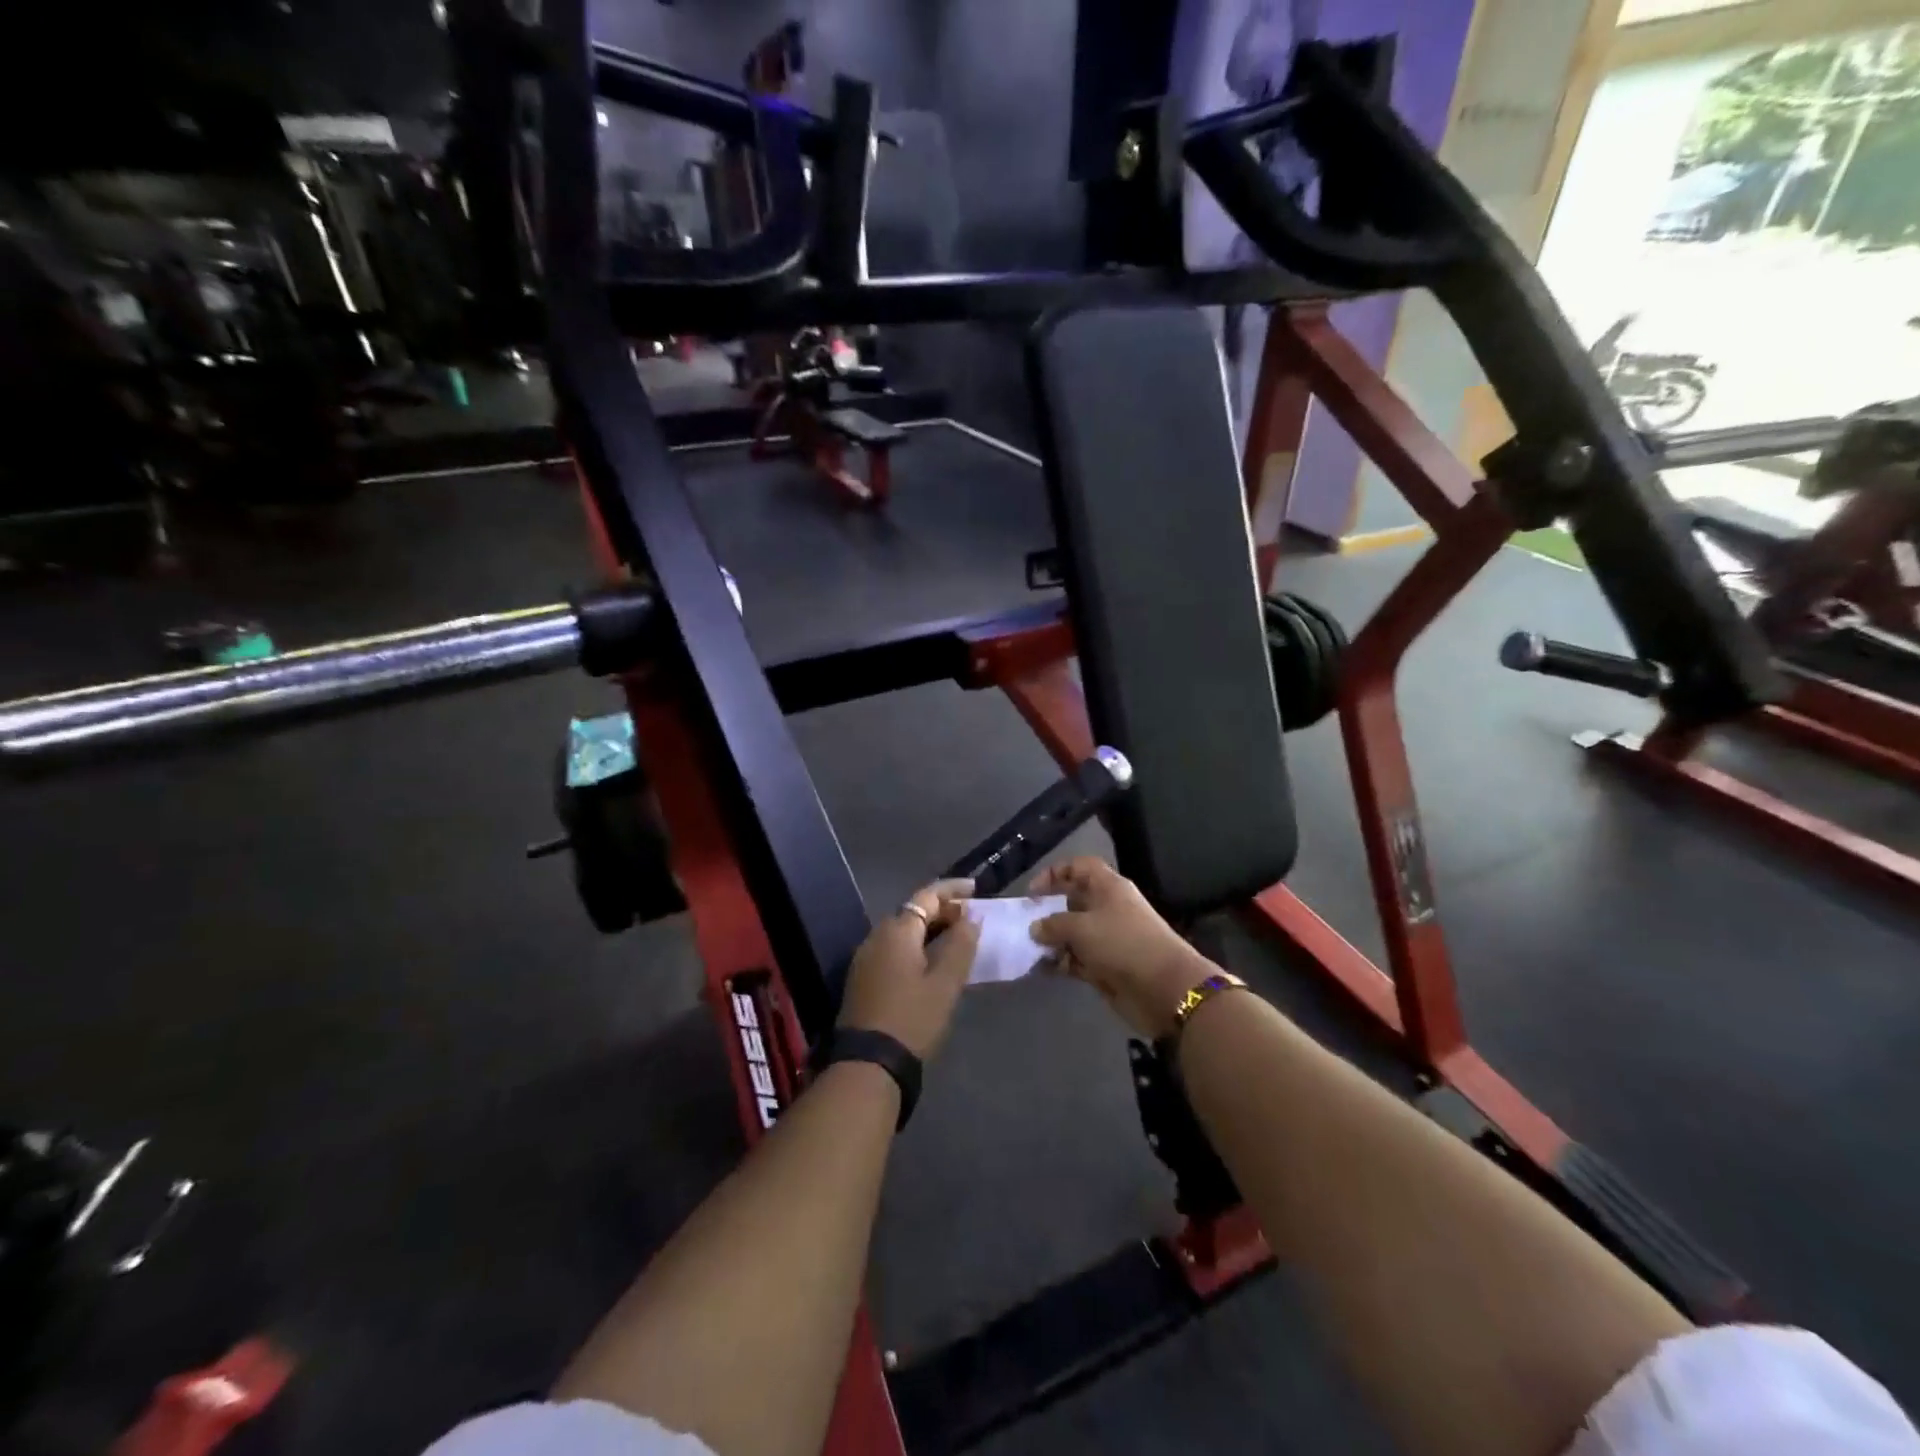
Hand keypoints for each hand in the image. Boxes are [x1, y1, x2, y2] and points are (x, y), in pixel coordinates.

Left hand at [838, 879, 980, 1059]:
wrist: (868, 1064)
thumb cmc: (912, 1018)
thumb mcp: (945, 983)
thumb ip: (961, 944)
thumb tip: (971, 917)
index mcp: (897, 930)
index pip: (927, 896)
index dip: (953, 890)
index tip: (977, 890)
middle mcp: (876, 936)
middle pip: (913, 912)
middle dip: (943, 911)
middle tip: (971, 920)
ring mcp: (865, 958)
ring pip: (903, 932)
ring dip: (930, 930)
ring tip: (957, 941)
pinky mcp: (862, 979)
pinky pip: (894, 950)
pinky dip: (916, 948)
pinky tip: (932, 964)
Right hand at [1030, 858, 1211, 1039]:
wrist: (1164, 988)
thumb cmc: (1122, 943)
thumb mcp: (1082, 927)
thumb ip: (1054, 924)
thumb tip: (1036, 927)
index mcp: (1108, 887)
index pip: (1079, 867)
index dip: (1055, 873)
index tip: (1032, 893)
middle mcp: (1108, 909)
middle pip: (1073, 901)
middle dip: (1049, 911)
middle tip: (1025, 923)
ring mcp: (1108, 939)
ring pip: (1073, 933)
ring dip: (1052, 941)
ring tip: (1029, 950)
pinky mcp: (1106, 966)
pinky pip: (1077, 959)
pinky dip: (1060, 962)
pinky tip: (1041, 969)